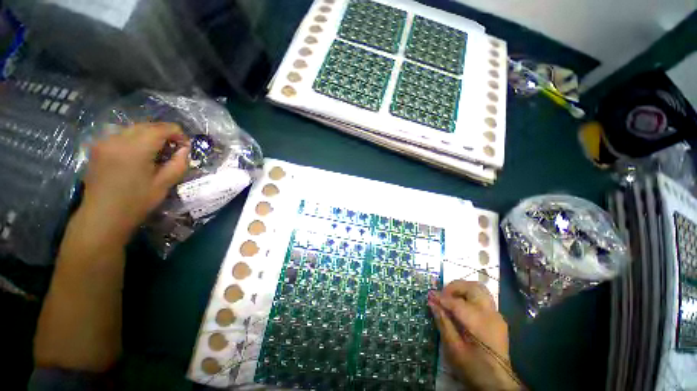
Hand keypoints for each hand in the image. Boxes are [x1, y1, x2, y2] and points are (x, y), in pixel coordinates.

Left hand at [81, 123, 189, 244]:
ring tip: (158, 152)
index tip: (185, 147)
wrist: (102, 216)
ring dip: (150, 135)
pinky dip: (136, 139)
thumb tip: (185, 149)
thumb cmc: (136, 202)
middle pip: (148, 125)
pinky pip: (122, 135)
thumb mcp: (165, 184)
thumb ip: (179, 163)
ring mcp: (105, 141)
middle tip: (174, 149)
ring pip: (134, 128)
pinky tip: (140, 154)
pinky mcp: (98, 147)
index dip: (178, 134)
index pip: (162, 128)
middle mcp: (117, 138)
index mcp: (135, 148)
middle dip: (165, 133)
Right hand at [428, 281, 520, 389]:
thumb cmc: (473, 368)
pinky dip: (468, 295)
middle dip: (454, 287)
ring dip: (462, 289)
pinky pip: (481, 297)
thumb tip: (432, 302)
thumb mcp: (453, 349)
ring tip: (449, 298)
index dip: (441, 297)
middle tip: (441, 295)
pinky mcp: (497, 317)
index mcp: (480, 324)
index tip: (429, 295)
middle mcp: (490, 314)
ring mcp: (496, 315)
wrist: (498, 383)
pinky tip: (460, 306)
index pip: (457, 302)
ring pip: (478, 289)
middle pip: (472, 287)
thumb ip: (443, 322)